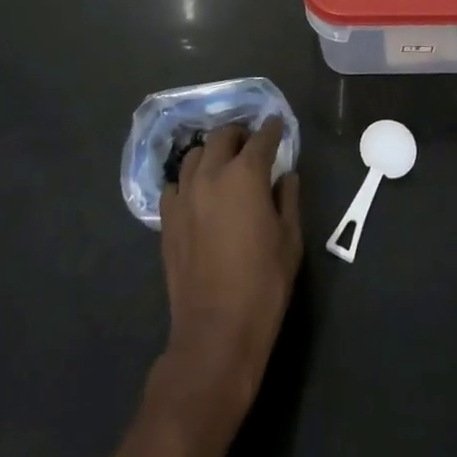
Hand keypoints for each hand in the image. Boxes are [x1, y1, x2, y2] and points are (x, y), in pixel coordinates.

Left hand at [152, 120, 301, 433]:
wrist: (216, 330)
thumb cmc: (263, 284)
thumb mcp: (290, 240)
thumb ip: (288, 199)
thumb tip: (286, 176)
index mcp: (246, 175)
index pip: (261, 139)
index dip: (272, 130)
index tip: (277, 126)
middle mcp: (211, 174)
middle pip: (222, 137)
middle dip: (239, 135)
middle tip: (251, 143)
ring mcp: (184, 195)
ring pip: (195, 155)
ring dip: (212, 153)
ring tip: (224, 163)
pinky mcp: (167, 218)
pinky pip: (175, 184)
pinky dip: (189, 180)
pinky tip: (198, 192)